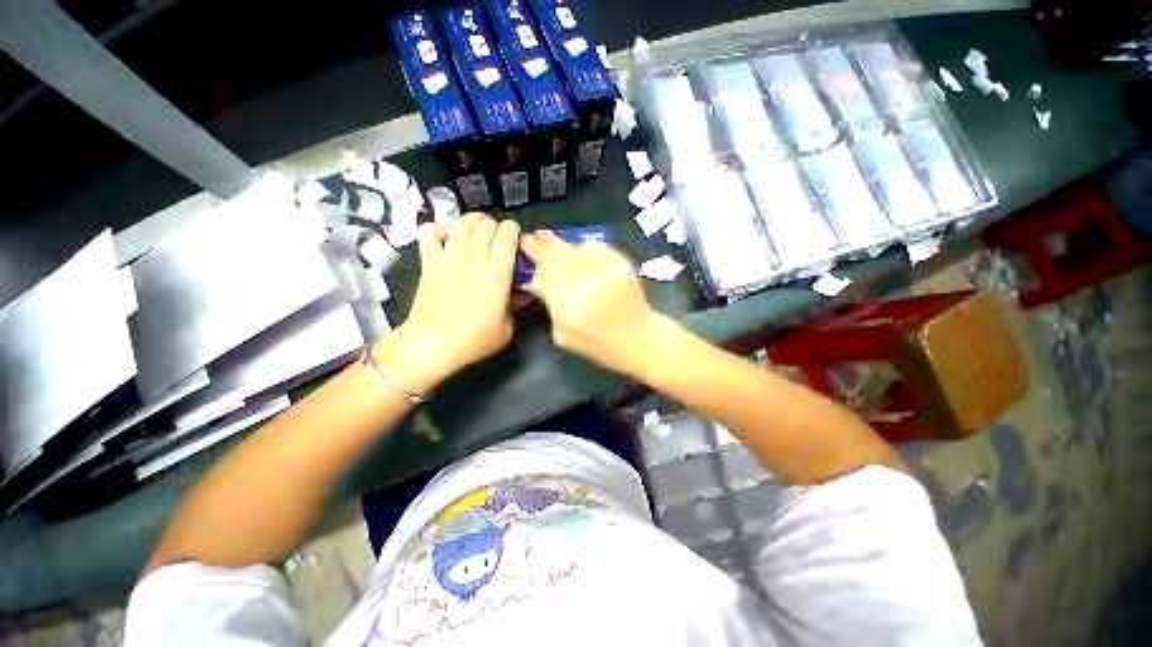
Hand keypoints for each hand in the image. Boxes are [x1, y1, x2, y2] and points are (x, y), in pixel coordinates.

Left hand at [374, 213, 519, 393]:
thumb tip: (523, 295)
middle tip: (497, 237)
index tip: (515, 238)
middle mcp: (474, 257)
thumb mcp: (507, 328)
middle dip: (495, 225)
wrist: (433, 344)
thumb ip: (516, 307)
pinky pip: (430, 232)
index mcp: (497, 272)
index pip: (507, 235)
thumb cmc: (474, 339)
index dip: (513, 230)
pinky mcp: (429, 260)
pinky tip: (447, 236)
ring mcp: (449, 256)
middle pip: (486, 224)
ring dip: (473, 222)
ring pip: (462, 222)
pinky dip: (439, 228)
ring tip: (477, 230)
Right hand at [520, 230, 655, 373]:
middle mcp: (587, 285)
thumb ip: (549, 306)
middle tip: (530, 238)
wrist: (638, 338)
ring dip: (558, 244)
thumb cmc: (597, 344)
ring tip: (545, 236)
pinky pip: (594, 247)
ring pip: (573, 249)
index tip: (522, 254)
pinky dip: (581, 248)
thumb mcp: (562, 335)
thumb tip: (536, 281)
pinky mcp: (621, 263)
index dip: (532, 265)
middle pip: (556, 258)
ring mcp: (606, 271)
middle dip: (540, 247)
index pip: (543, 278)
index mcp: (569, 308)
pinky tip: (574, 250)